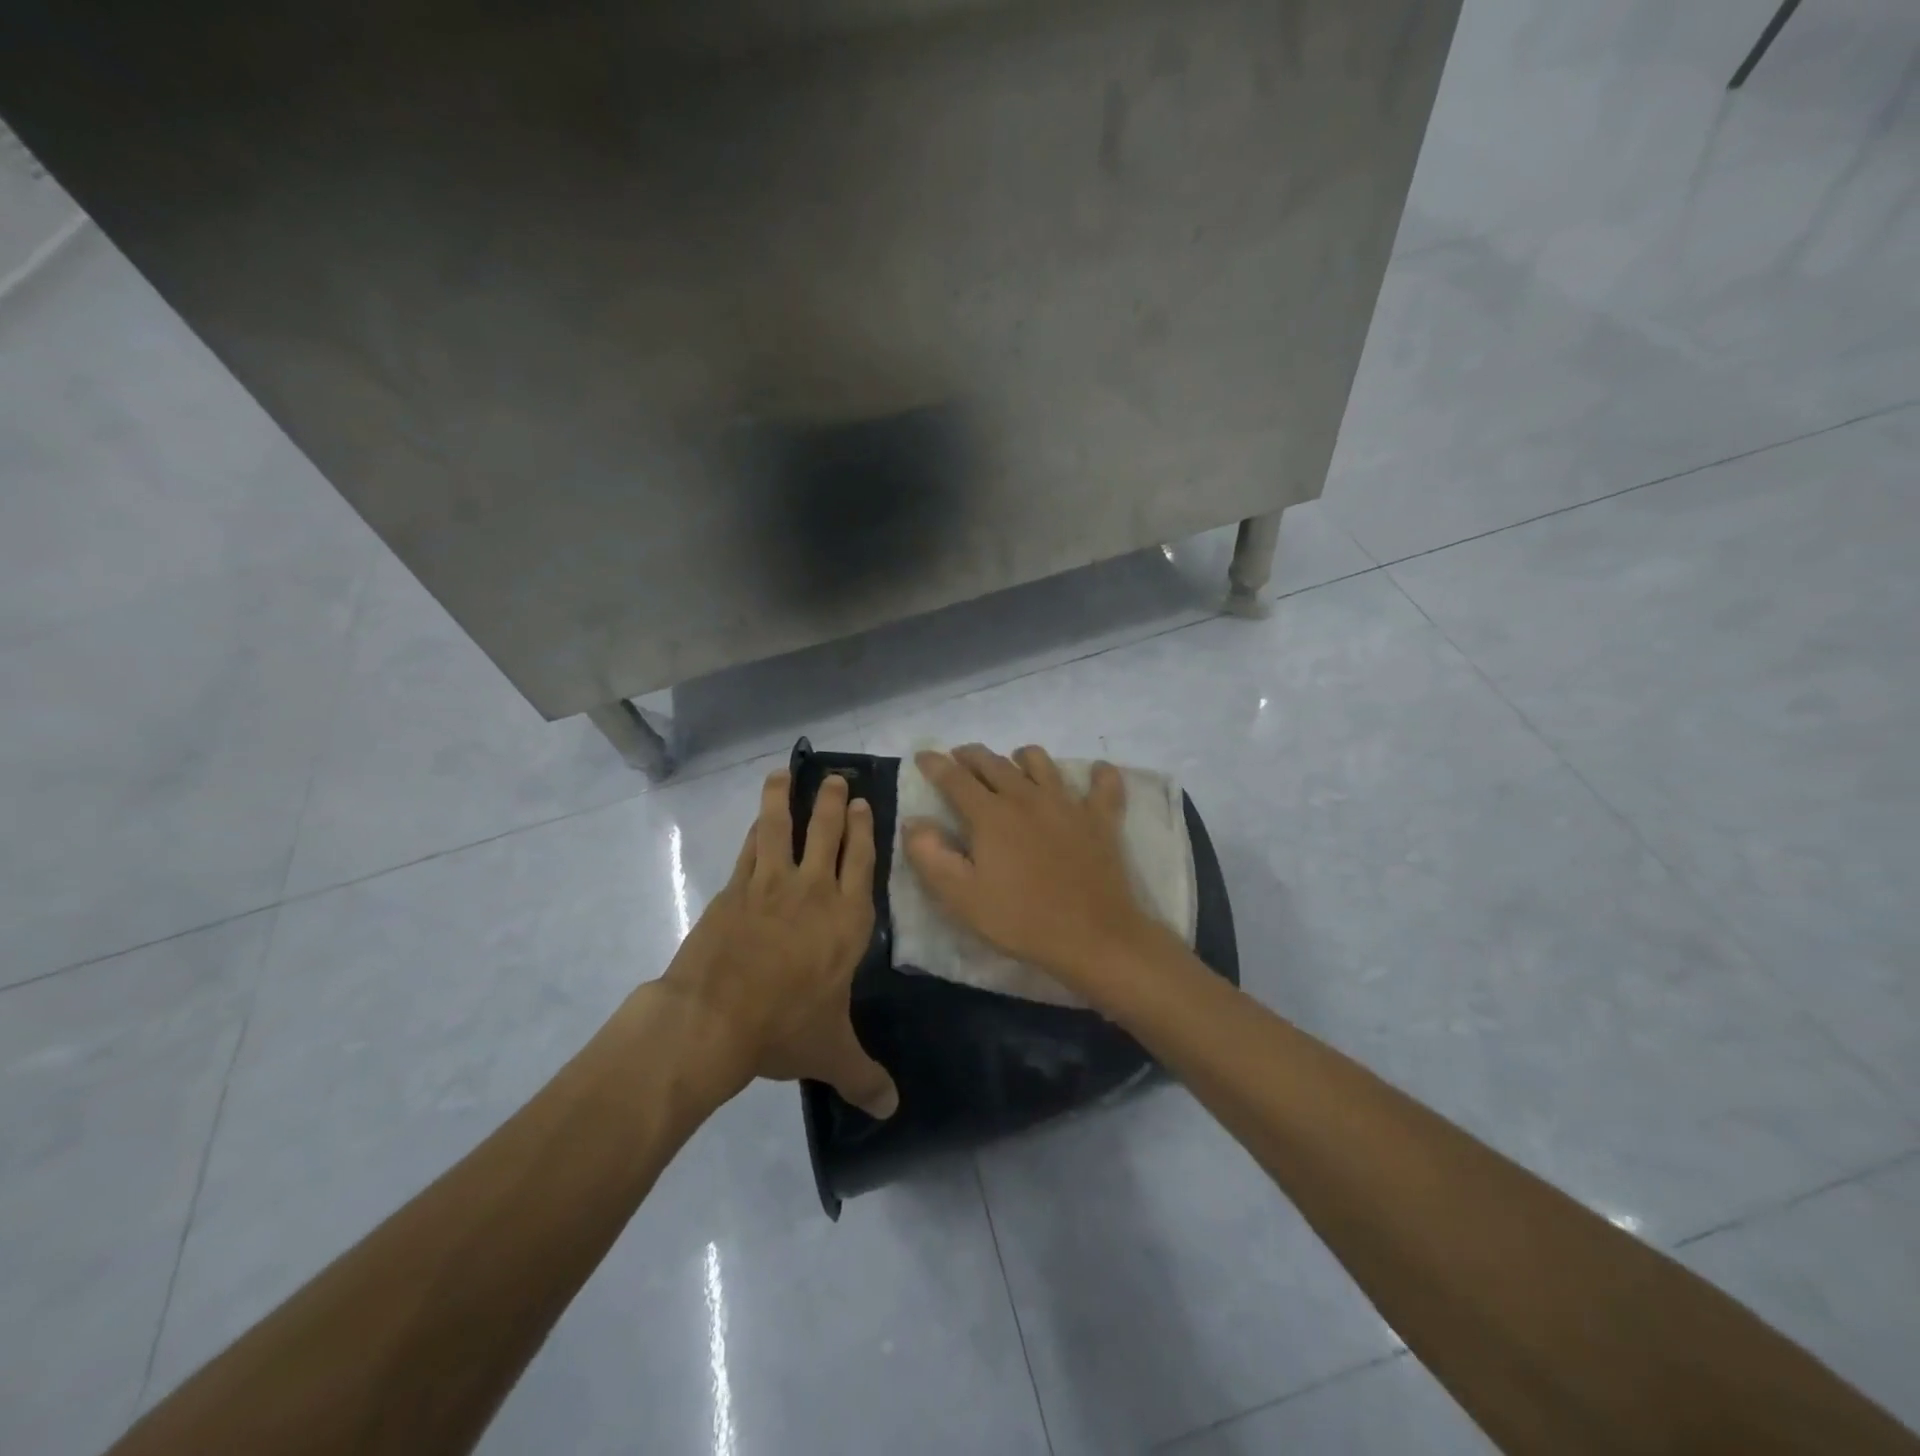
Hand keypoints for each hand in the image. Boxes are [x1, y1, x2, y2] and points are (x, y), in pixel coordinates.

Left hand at [664, 771, 898, 1118]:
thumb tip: (892, 1110)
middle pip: (828, 831)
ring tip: (785, 772)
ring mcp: (771, 884)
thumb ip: (864, 1076)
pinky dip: (757, 828)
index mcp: (847, 920)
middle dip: (834, 801)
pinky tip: (758, 818)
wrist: (713, 1019)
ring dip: (786, 797)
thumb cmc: (783, 1029)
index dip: (865, 829)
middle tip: (837, 778)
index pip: (862, 861)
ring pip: (783, 827)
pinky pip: (750, 848)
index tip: (865, 804)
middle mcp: (815, 890)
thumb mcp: (831, 1054)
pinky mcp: (735, 889)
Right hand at [903, 744, 1159, 987]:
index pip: (955, 778)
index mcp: (991, 814)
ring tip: (1014, 762)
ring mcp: (1068, 804)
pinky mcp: (1101, 818)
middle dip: (972, 756)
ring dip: (1022, 757)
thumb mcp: (961, 897)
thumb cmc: (1020, 919)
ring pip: (1041, 763)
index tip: (923, 756)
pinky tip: (1095, 772)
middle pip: (994, 763)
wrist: (1092, 937)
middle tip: (960, 757)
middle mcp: (1027, 797)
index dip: (935, 764)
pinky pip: (1104, 784)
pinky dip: (1099, 774)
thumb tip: (914, 822)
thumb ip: (930, 856)